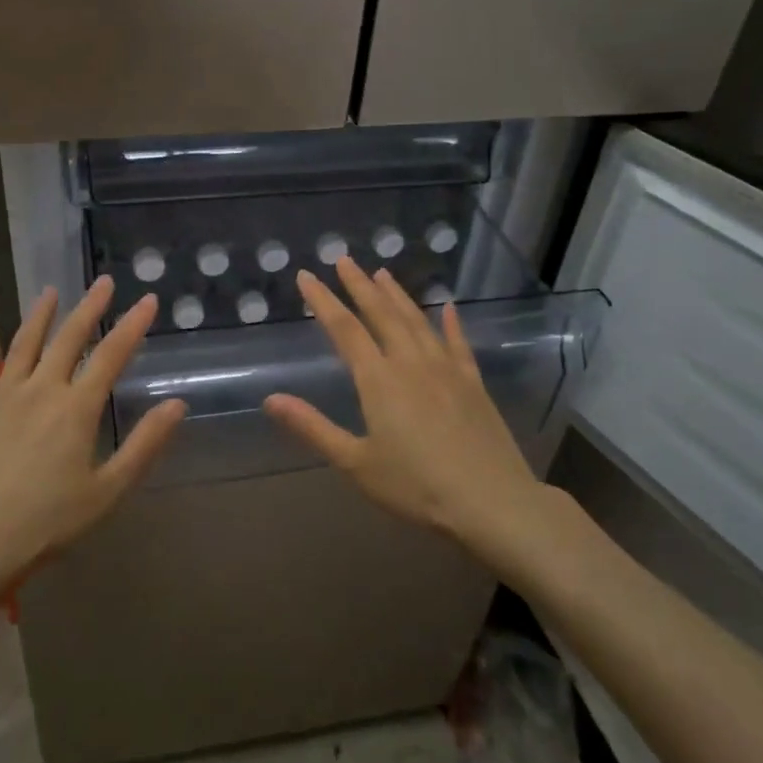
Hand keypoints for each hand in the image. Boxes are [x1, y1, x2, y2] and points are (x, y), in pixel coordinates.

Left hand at [0, 278, 185, 597]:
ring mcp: (0, 398)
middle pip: (68, 339)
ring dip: (39, 316)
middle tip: (102, 281)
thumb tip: (177, 404)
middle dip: (89, 308)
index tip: (148, 299)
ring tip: (50, 291)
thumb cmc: (45, 524)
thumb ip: (144, 446)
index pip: (111, 355)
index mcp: (76, 409)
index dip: (132, 325)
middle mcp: (39, 390)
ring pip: (23, 345)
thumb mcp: (107, 492)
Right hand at [262, 256, 542, 544]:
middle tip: (344, 260)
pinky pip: (458, 343)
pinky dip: (450, 322)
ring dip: (398, 295)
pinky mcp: (473, 383)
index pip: (344, 329)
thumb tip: (270, 399)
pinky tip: (448, 307)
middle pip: (381, 314)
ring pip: (417, 321)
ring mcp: (446, 369)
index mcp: (378, 380)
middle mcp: (411, 363)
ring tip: (383, 272)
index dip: (323, 300)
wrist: (492, 502)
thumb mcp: (356, 463)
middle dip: (360, 285)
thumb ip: (313, 427)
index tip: (307, 275)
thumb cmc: (416, 486)